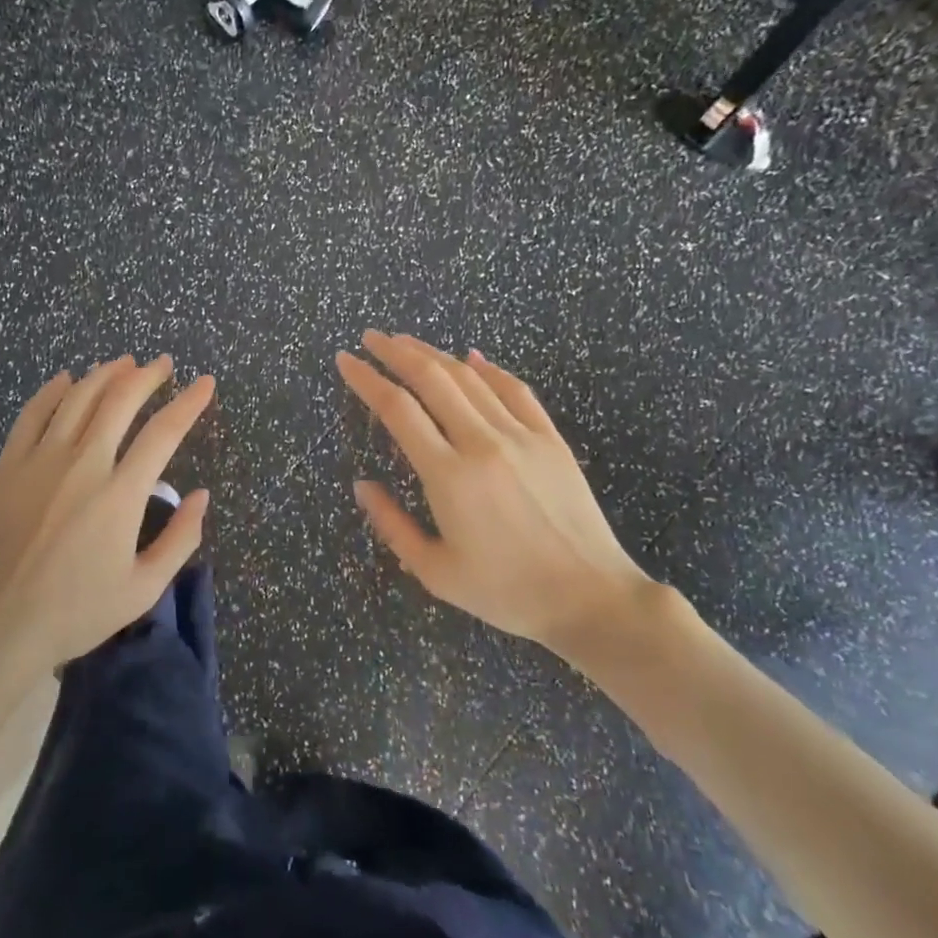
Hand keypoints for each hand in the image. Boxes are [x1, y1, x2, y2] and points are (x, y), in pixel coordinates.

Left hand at [0, 355, 214, 668]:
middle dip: (147, 376)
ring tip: (123, 363)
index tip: (205, 383)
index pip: (164, 433)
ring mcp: (41, 461)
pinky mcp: (9, 466)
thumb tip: (201, 495)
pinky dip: (52, 391)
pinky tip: (66, 379)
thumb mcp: (144, 588)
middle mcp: (83, 465)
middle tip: (162, 364)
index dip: (189, 403)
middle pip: (120, 401)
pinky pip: (33, 414)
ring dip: (105, 374)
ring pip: (77, 398)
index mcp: (120, 494)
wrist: (0, 625)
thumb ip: (180, 539)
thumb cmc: (77, 611)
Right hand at [335, 331, 659, 664]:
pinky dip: (489, 368)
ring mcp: (521, 436)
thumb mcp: (435, 572)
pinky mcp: (550, 439)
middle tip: (370, 338)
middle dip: (395, 352)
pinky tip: (472, 357)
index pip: (398, 409)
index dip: (367, 379)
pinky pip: (515, 390)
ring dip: (433, 354)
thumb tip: (362, 485)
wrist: (591, 599)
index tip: (345, 361)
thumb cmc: (506, 592)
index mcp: (449, 476)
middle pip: (432, 379)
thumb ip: (392, 525)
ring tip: (406, 342)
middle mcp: (482, 443)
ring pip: (470, 378)